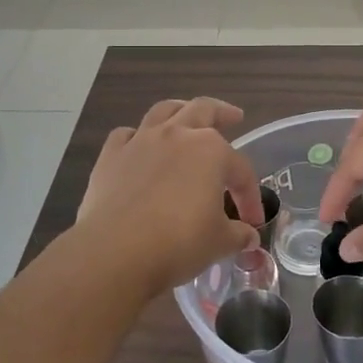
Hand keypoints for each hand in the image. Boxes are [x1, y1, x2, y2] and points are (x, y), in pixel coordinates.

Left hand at [76, 97, 264, 299]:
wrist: (116, 252)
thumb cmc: (178, 243)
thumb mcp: (219, 243)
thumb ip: (237, 235)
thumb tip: (248, 236)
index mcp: (211, 151)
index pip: (240, 169)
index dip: (249, 195)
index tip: (251, 221)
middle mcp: (177, 135)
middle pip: (203, 110)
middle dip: (222, 113)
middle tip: (234, 117)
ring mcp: (141, 141)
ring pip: (164, 111)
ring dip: (180, 110)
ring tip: (186, 116)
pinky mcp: (111, 156)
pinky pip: (126, 135)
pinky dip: (136, 137)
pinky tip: (140, 147)